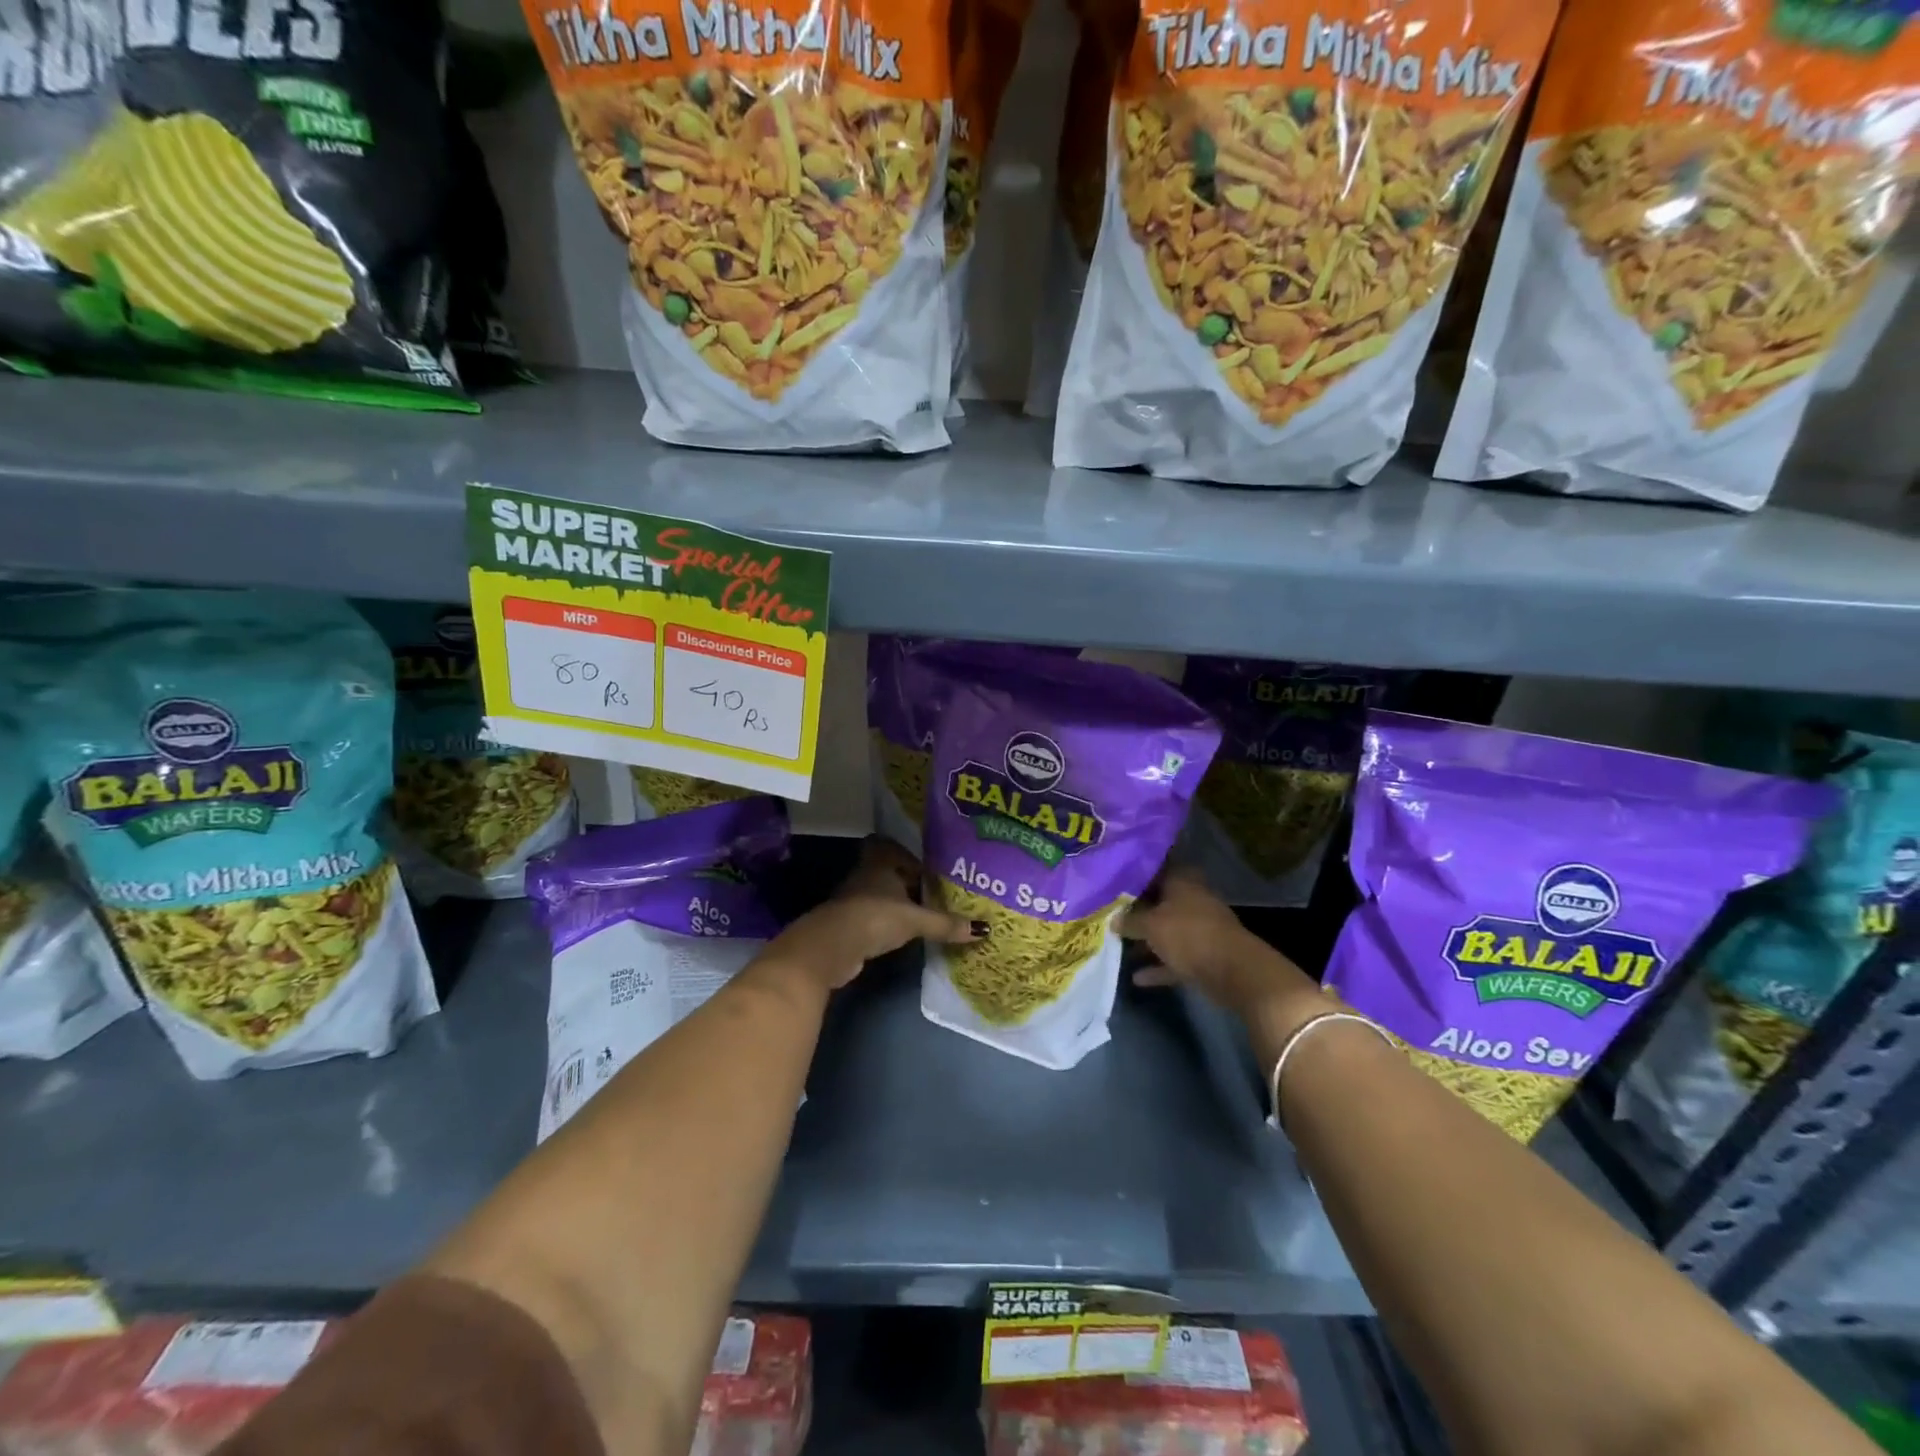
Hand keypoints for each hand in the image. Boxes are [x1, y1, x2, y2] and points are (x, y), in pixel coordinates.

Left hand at [759, 838, 978, 996]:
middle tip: (936, 894)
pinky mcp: (849, 925)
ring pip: (881, 896)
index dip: (909, 856)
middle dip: (909, 883)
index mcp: (880, 863)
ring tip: (925, 916)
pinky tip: (905, 936)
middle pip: (889, 873)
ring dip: (899, 904)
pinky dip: (888, 924)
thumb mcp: (915, 920)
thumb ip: (946, 924)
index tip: (930, 871)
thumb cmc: (874, 918)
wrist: (831, 948)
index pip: (892, 848)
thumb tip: (984, 929)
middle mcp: (865, 876)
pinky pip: (875, 918)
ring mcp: (854, 901)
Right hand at [1121, 867, 1321, 1020]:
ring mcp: (1200, 928)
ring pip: (1167, 930)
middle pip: (1160, 901)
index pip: (1156, 868)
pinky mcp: (1204, 955)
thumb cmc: (1188, 935)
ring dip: (1147, 940)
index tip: (1112, 879)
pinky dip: (1159, 966)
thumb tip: (1113, 919)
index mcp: (1182, 881)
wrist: (1233, 971)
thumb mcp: (1150, 925)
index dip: (1134, 873)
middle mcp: (1192, 900)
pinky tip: (1137, 977)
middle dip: (1137, 908)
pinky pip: (1175, 958)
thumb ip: (1129, 921)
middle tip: (1109, 912)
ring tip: (1118, 945)